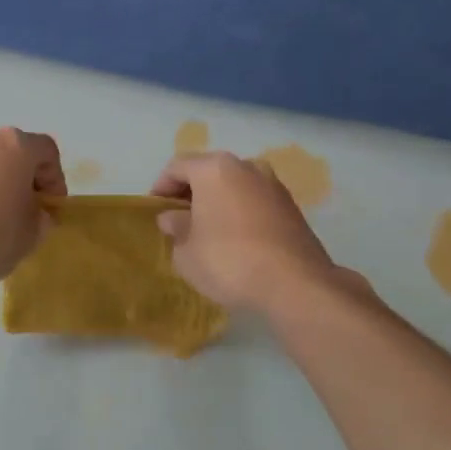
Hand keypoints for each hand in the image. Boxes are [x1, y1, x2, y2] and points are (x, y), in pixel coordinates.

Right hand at [150, 152, 340, 312]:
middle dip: (191, 192)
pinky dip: (240, 211)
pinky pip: (255, 201)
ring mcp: (273, 184)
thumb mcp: (187, 252)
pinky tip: (236, 238)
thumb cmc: (229, 261)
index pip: (178, 166)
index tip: (155, 209)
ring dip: (218, 201)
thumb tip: (173, 217)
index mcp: (215, 168)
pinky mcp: (291, 205)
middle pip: (209, 171)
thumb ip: (175, 228)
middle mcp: (246, 166)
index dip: (161, 186)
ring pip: (235, 185)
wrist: (295, 283)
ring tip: (207, 230)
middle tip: (178, 219)